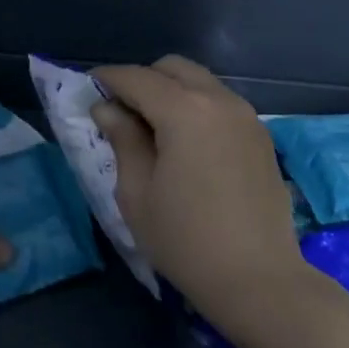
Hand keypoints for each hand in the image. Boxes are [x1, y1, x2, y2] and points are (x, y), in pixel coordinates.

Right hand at [89, 56, 316, 343]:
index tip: (87, 88)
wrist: (257, 278)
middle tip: (120, 111)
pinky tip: (186, 143)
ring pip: (201, 83)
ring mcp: (247, 117)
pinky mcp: (261, 137)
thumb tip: (108, 108)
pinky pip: (221, 104)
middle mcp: (220, 101)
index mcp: (185, 111)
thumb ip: (123, 140)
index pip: (137, 78)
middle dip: (142, 80)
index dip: (107, 79)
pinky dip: (197, 107)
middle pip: (173, 68)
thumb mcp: (137, 193)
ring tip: (152, 128)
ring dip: (172, 92)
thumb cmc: (185, 240)